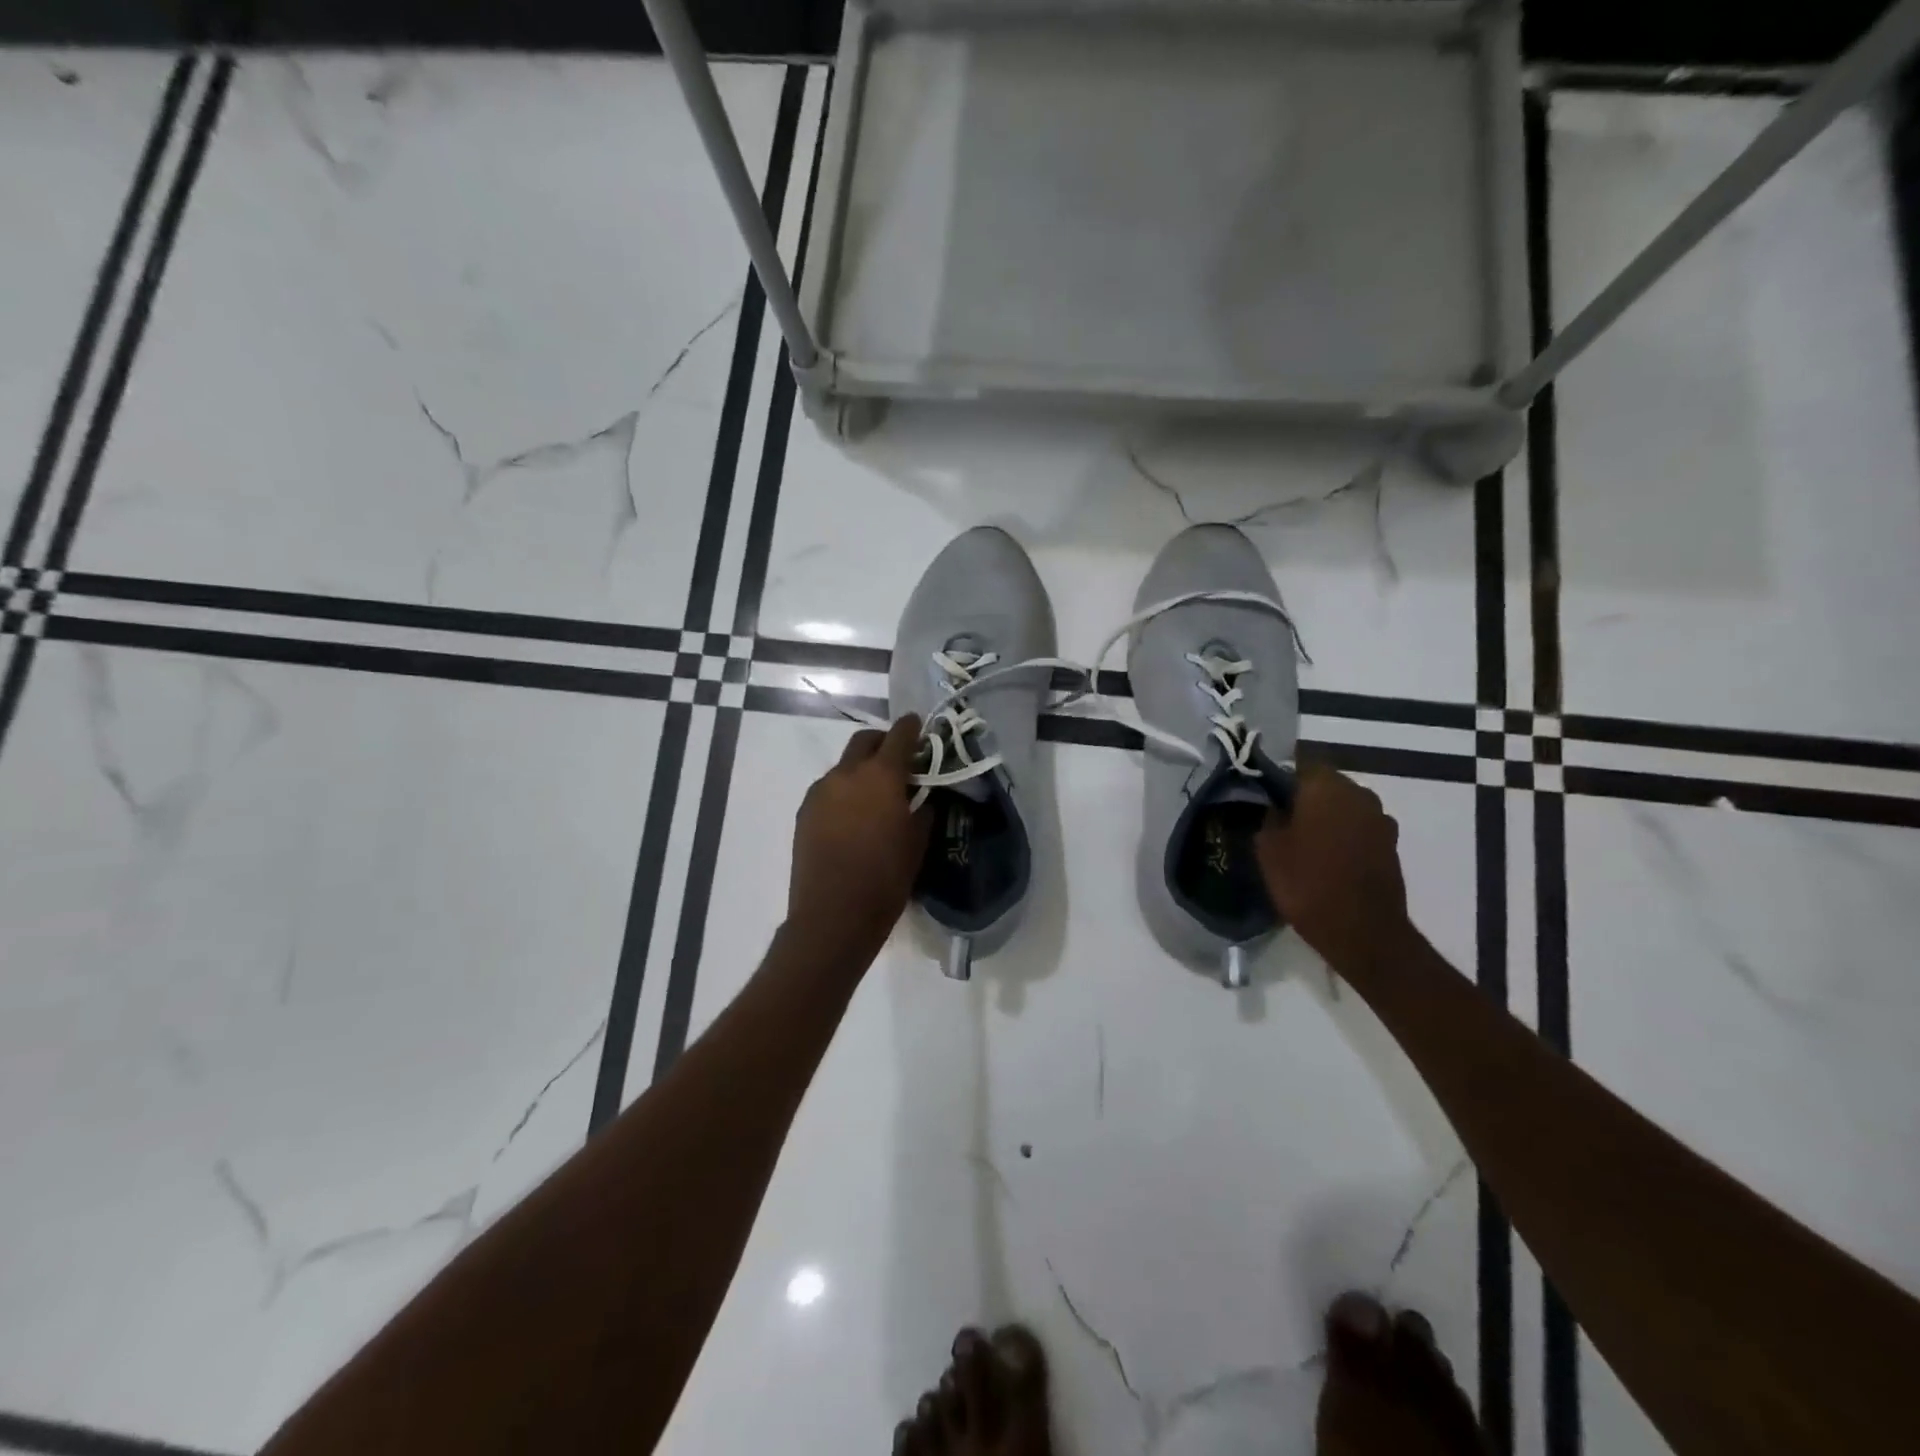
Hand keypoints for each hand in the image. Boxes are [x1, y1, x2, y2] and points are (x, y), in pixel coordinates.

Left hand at [787, 717, 930, 964]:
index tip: (919, 725)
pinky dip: (844, 792)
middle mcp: (847, 774)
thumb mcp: (917, 843)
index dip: (912, 727)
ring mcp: (820, 792)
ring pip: (844, 766)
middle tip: (899, 761)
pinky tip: (853, 818)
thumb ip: (922, 811)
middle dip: (882, 743)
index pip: (899, 735)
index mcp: (881, 776)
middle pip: (864, 741)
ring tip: (875, 796)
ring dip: (861, 770)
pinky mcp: (805, 812)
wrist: (833, 916)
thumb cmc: (885, 879)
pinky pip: (829, 790)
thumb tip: (923, 798)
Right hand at [1256, 759, 1411, 975]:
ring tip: (1302, 840)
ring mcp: (1380, 819)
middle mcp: (1358, 793)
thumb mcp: (1267, 848)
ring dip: (1325, 816)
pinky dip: (1343, 836)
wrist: (1363, 932)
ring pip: (1343, 806)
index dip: (1278, 776)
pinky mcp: (1390, 844)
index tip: (1262, 793)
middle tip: (1278, 817)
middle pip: (1324, 783)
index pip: (1298, 762)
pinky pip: (1358, 828)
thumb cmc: (1307, 883)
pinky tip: (1326, 857)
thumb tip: (1272, 804)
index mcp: (1325, 786)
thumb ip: (1268, 816)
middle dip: (1303, 796)